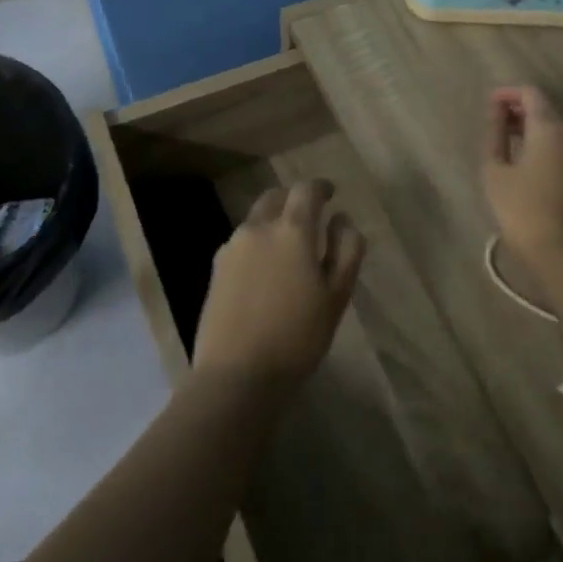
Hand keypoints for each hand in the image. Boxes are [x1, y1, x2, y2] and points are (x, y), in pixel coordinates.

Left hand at [193, 179, 364, 390]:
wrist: (237, 375)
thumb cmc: (298, 335)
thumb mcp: (338, 294)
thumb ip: (346, 249)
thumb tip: (342, 219)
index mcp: (292, 229)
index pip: (306, 190)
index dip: (321, 187)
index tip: (331, 194)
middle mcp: (258, 228)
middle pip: (276, 197)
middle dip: (294, 199)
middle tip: (311, 216)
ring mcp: (232, 247)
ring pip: (256, 219)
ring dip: (274, 221)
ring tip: (289, 246)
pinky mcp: (216, 269)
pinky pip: (242, 242)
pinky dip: (258, 242)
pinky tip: (266, 269)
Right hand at [483, 86, 562, 256]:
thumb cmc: (523, 210)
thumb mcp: (496, 171)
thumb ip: (495, 134)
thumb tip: (496, 109)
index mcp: (552, 127)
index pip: (531, 93)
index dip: (509, 94)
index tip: (490, 105)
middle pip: (547, 111)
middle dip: (522, 114)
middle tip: (497, 127)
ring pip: (559, 132)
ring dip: (536, 133)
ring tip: (511, 148)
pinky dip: (549, 149)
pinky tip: (531, 166)